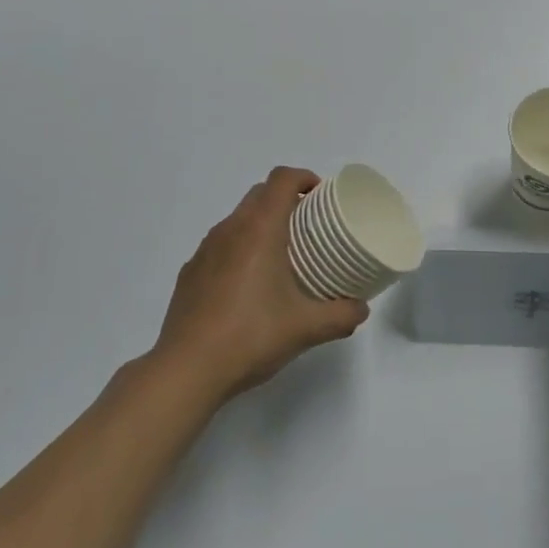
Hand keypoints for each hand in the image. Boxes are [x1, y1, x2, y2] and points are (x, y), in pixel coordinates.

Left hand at [151, 167, 368, 404]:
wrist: (187, 369)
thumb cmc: (251, 336)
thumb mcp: (306, 328)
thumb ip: (340, 315)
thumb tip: (361, 308)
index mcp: (259, 229)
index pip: (281, 179)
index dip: (304, 178)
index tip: (322, 197)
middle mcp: (229, 229)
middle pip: (259, 194)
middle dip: (286, 200)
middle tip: (309, 227)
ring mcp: (204, 250)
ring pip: (237, 219)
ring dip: (261, 225)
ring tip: (281, 257)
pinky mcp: (190, 272)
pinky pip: (220, 246)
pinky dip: (239, 250)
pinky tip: (248, 287)